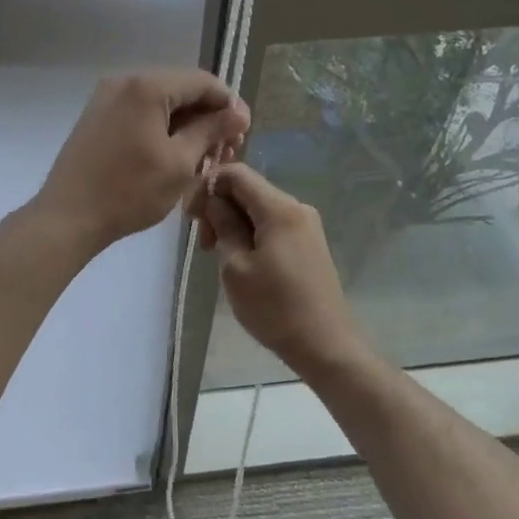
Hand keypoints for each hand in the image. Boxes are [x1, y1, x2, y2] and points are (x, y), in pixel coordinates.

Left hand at [34, 70, 249, 254]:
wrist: (68, 216)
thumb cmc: (129, 191)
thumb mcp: (180, 163)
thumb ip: (211, 131)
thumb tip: (239, 113)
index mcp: (147, 86)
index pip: (202, 82)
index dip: (228, 105)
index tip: (244, 134)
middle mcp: (125, 81)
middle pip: (180, 89)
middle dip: (208, 117)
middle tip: (227, 151)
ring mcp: (106, 98)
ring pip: (160, 103)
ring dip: (186, 125)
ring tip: (204, 158)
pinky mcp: (97, 116)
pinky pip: (139, 113)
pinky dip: (161, 128)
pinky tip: (174, 155)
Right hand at [188, 162, 367, 376]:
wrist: (326, 346)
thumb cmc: (275, 308)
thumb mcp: (236, 267)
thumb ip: (223, 226)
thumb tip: (214, 201)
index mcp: (279, 208)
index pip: (236, 173)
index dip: (207, 186)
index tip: (192, 219)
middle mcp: (296, 207)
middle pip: (248, 189)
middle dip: (220, 207)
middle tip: (205, 244)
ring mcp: (306, 225)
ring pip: (259, 208)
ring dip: (234, 222)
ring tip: (220, 256)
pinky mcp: (309, 243)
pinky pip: (272, 224)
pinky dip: (251, 232)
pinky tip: (242, 259)